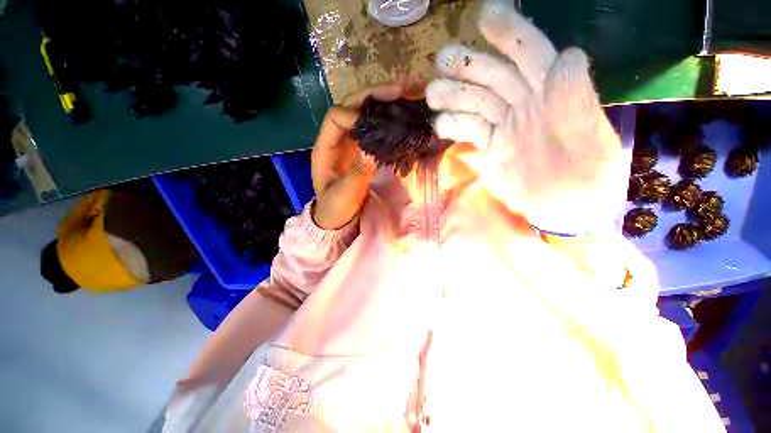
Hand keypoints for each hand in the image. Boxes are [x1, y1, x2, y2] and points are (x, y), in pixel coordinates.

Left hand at [311, 83, 403, 229]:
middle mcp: (337, 140)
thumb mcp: (344, 195)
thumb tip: (371, 149)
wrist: (337, 218)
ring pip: (365, 115)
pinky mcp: (363, 150)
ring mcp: (351, 143)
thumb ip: (357, 174)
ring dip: (384, 104)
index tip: (379, 118)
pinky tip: (403, 118)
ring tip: (407, 97)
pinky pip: (375, 130)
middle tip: (401, 90)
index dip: (355, 113)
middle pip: (352, 107)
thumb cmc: (335, 208)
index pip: (336, 117)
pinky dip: (388, 121)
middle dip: (374, 97)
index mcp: (325, 148)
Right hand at [426, 1, 624, 234]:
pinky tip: (440, 126)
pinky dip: (453, 127)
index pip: (532, 55)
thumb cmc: (586, 178)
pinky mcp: (488, 149)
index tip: (484, 16)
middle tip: (440, 60)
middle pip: (494, 77)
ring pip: (475, 104)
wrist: (562, 209)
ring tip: (432, 94)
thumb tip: (568, 56)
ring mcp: (503, 128)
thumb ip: (579, 102)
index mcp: (555, 95)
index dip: (511, 33)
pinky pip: (468, 132)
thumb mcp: (594, 142)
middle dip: (468, 65)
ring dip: (453, 96)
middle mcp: (525, 105)